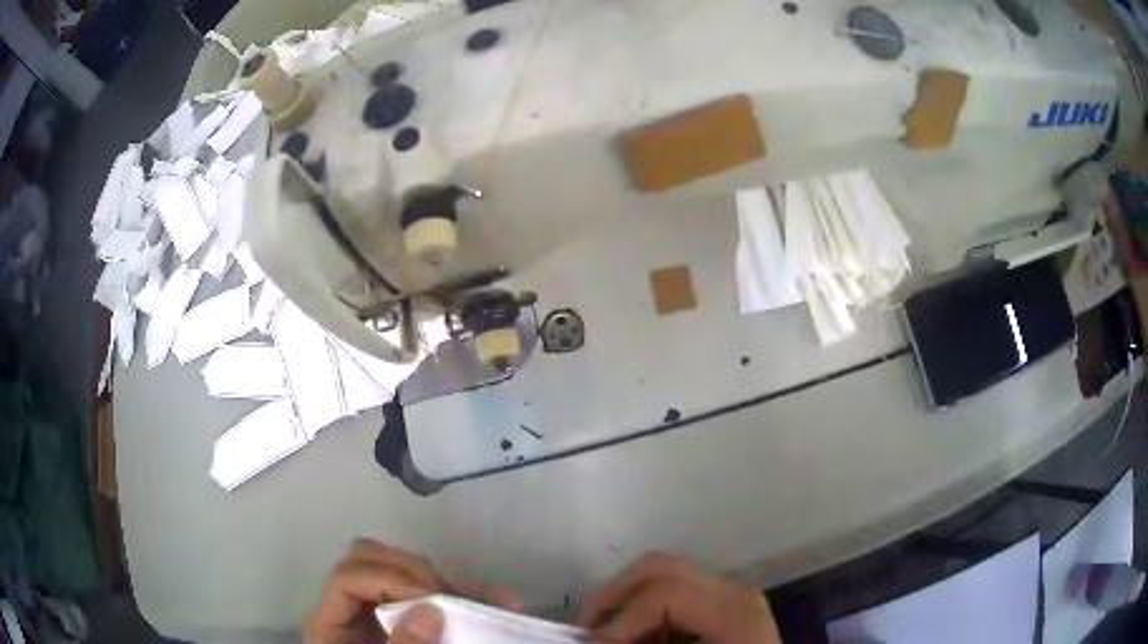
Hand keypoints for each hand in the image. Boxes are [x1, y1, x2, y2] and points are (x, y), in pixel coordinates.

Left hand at [303, 539, 518, 643]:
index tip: (433, 600)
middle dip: (415, 573)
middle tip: (453, 599)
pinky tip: (492, 603)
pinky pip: (426, 595)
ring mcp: (374, 612)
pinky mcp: (401, 620)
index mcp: (330, 623)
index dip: (387, 579)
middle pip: (369, 561)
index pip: (348, 578)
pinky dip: (457, 596)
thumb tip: (430, 609)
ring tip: (490, 600)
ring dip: (445, 582)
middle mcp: (349, 609)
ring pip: (400, 572)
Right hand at [578, 553, 781, 643]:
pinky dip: (644, 612)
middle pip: (660, 568)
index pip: (666, 592)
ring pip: (663, 575)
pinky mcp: (721, 603)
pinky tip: (635, 637)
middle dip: (612, 597)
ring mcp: (730, 593)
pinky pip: (673, 593)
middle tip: (584, 630)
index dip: (620, 620)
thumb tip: (589, 641)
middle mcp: (734, 590)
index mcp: (734, 611)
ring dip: (625, 603)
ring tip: (605, 635)